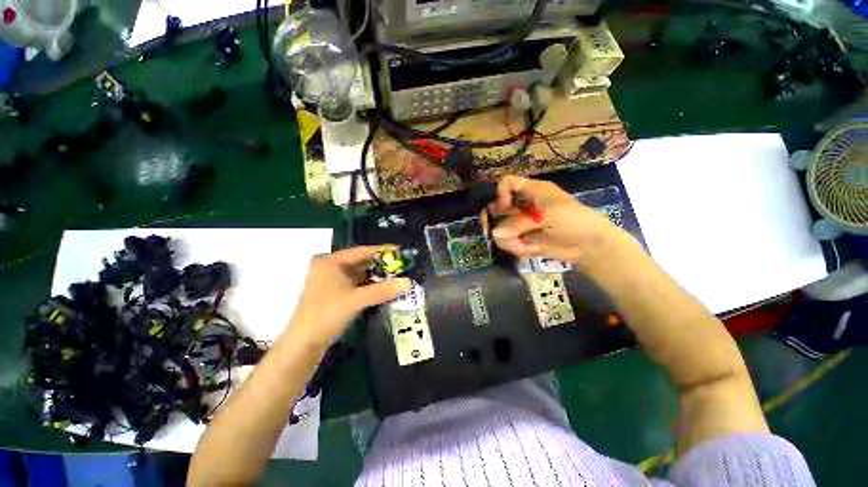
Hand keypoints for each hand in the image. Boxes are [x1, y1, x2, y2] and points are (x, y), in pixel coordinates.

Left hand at [289, 246, 411, 348]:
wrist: (303, 344)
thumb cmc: (326, 314)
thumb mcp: (356, 300)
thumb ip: (383, 290)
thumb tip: (408, 282)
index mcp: (330, 261)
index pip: (362, 251)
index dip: (382, 251)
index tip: (400, 251)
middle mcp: (330, 267)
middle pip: (361, 262)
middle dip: (381, 265)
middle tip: (402, 266)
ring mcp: (331, 280)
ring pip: (360, 274)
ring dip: (377, 276)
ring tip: (397, 276)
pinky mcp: (334, 293)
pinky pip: (356, 284)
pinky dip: (370, 285)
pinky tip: (384, 288)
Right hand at [488, 175, 620, 263]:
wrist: (589, 246)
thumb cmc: (574, 221)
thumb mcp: (548, 216)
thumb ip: (520, 224)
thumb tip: (494, 234)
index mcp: (532, 191)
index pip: (507, 183)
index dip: (501, 194)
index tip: (503, 208)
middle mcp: (523, 205)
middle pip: (499, 208)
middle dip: (499, 221)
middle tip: (504, 231)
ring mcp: (522, 223)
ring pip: (501, 228)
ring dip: (509, 239)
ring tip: (522, 245)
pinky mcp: (523, 239)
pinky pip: (509, 242)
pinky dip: (515, 247)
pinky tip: (526, 250)